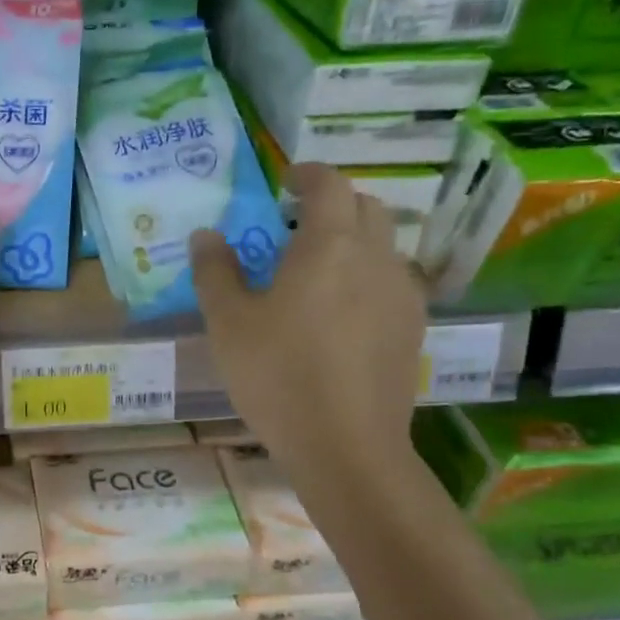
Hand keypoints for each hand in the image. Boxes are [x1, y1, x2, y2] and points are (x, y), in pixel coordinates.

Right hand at [191, 164, 424, 466]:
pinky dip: (366, 277)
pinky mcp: (412, 328)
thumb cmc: (277, 375)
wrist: (345, 446)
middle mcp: (376, 258)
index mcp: (329, 245)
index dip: (307, 174)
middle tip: (294, 227)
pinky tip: (340, 313)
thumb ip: (215, 271)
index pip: (329, 184)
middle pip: (365, 207)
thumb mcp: (228, 323)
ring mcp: (401, 294)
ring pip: (383, 245)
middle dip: (332, 204)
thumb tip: (206, 235)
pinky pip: (391, 282)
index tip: (285, 182)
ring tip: (316, 272)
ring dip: (352, 241)